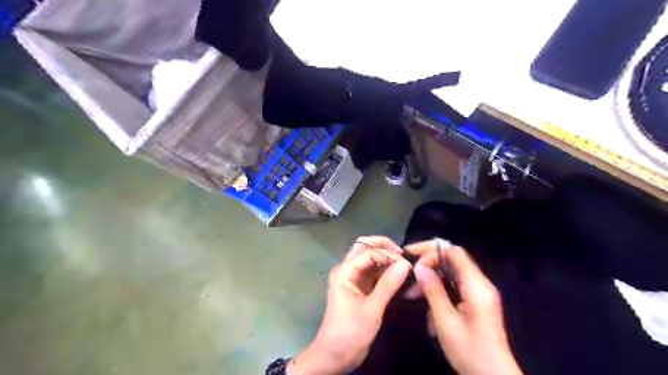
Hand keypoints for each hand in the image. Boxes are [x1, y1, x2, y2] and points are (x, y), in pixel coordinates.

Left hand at [288, 238, 413, 374]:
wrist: (334, 356)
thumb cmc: (350, 333)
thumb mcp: (371, 310)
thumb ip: (388, 285)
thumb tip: (405, 265)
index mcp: (344, 272)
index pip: (368, 252)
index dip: (388, 255)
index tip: (407, 265)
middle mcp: (347, 270)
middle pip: (364, 247)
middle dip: (383, 246)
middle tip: (403, 254)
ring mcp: (352, 278)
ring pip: (368, 258)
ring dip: (385, 257)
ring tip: (403, 263)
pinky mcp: (359, 287)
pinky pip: (372, 271)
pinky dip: (384, 270)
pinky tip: (397, 275)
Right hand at [407, 239, 521, 374]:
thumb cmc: (470, 352)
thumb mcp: (446, 322)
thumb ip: (433, 291)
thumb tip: (419, 267)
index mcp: (477, 286)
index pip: (454, 252)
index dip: (432, 251)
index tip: (413, 262)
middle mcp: (481, 284)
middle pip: (453, 260)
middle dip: (429, 263)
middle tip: (409, 274)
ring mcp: (479, 292)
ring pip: (452, 272)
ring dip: (432, 277)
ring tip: (412, 292)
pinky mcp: (476, 301)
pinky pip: (455, 285)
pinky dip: (439, 288)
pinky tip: (425, 301)